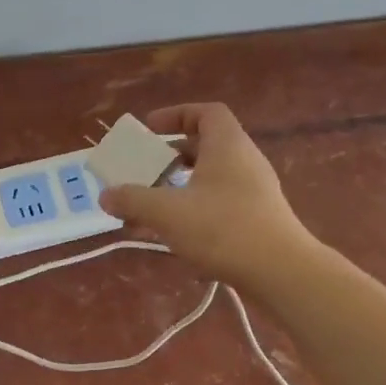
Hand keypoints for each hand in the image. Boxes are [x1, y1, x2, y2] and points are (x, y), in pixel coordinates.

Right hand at [99, 103, 316, 289]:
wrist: (280, 272)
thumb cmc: (222, 229)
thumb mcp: (168, 212)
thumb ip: (133, 200)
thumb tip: (105, 194)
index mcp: (227, 145)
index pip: (206, 113)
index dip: (176, 115)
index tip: (150, 130)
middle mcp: (244, 161)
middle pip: (205, 147)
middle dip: (170, 158)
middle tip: (145, 172)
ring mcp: (254, 192)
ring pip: (209, 180)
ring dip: (178, 190)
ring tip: (150, 209)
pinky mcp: (257, 219)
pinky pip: (218, 204)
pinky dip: (193, 212)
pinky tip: (173, 237)